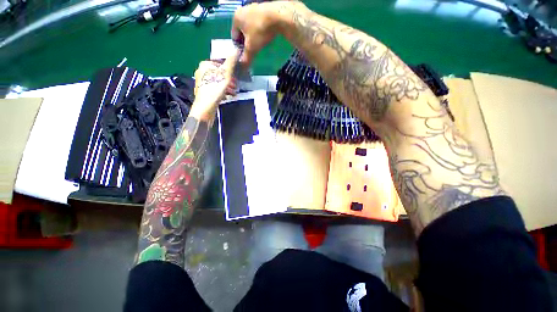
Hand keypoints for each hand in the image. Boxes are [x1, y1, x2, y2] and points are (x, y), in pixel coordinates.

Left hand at [190, 50, 239, 122]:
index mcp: (205, 65)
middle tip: (235, 86)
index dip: (229, 71)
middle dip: (229, 80)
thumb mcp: (225, 75)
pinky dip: (222, 91)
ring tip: (233, 93)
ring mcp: (202, 82)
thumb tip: (236, 50)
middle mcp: (202, 72)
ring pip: (218, 82)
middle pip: (220, 74)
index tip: (235, 78)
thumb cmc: (214, 90)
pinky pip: (216, 88)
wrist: (205, 107)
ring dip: (227, 87)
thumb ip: (231, 63)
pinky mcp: (204, 91)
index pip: (220, 64)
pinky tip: (228, 96)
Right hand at [232, 1, 303, 65]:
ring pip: (252, 28)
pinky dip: (262, 31)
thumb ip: (246, 57)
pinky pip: (260, 23)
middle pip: (243, 32)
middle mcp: (243, 10)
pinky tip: (267, 36)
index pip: (234, 37)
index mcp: (236, 18)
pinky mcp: (264, 9)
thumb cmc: (260, 31)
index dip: (239, 48)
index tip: (246, 54)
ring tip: (261, 44)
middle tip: (254, 50)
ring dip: (255, 37)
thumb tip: (243, 66)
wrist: (278, 16)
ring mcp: (254, 8)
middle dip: (248, 42)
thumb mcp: (252, 48)